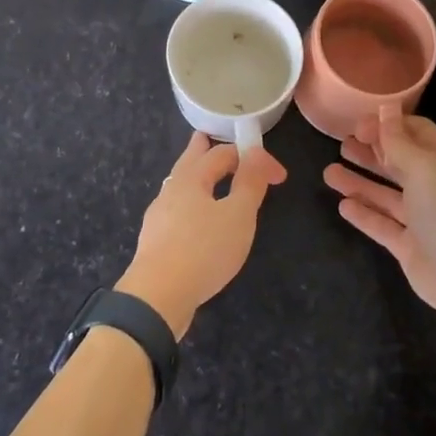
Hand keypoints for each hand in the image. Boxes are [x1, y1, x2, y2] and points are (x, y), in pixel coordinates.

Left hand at [118, 132, 286, 338]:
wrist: (158, 297)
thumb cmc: (203, 250)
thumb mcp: (238, 215)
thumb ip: (250, 183)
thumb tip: (256, 153)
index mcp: (191, 178)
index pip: (224, 154)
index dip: (253, 158)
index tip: (279, 177)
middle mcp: (171, 191)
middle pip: (189, 162)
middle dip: (202, 150)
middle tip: (205, 137)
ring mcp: (159, 217)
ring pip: (180, 186)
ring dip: (195, 177)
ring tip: (202, 175)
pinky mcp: (156, 242)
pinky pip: (176, 210)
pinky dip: (190, 203)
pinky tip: (193, 219)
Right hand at [324, 107, 435, 333]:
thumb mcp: (423, 167)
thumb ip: (398, 140)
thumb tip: (386, 107)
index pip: (417, 133)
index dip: (389, 126)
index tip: (359, 125)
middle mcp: (434, 188)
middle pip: (399, 163)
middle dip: (371, 153)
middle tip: (341, 144)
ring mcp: (422, 219)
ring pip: (386, 195)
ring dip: (359, 182)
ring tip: (329, 174)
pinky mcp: (409, 247)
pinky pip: (383, 225)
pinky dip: (364, 214)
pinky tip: (343, 206)